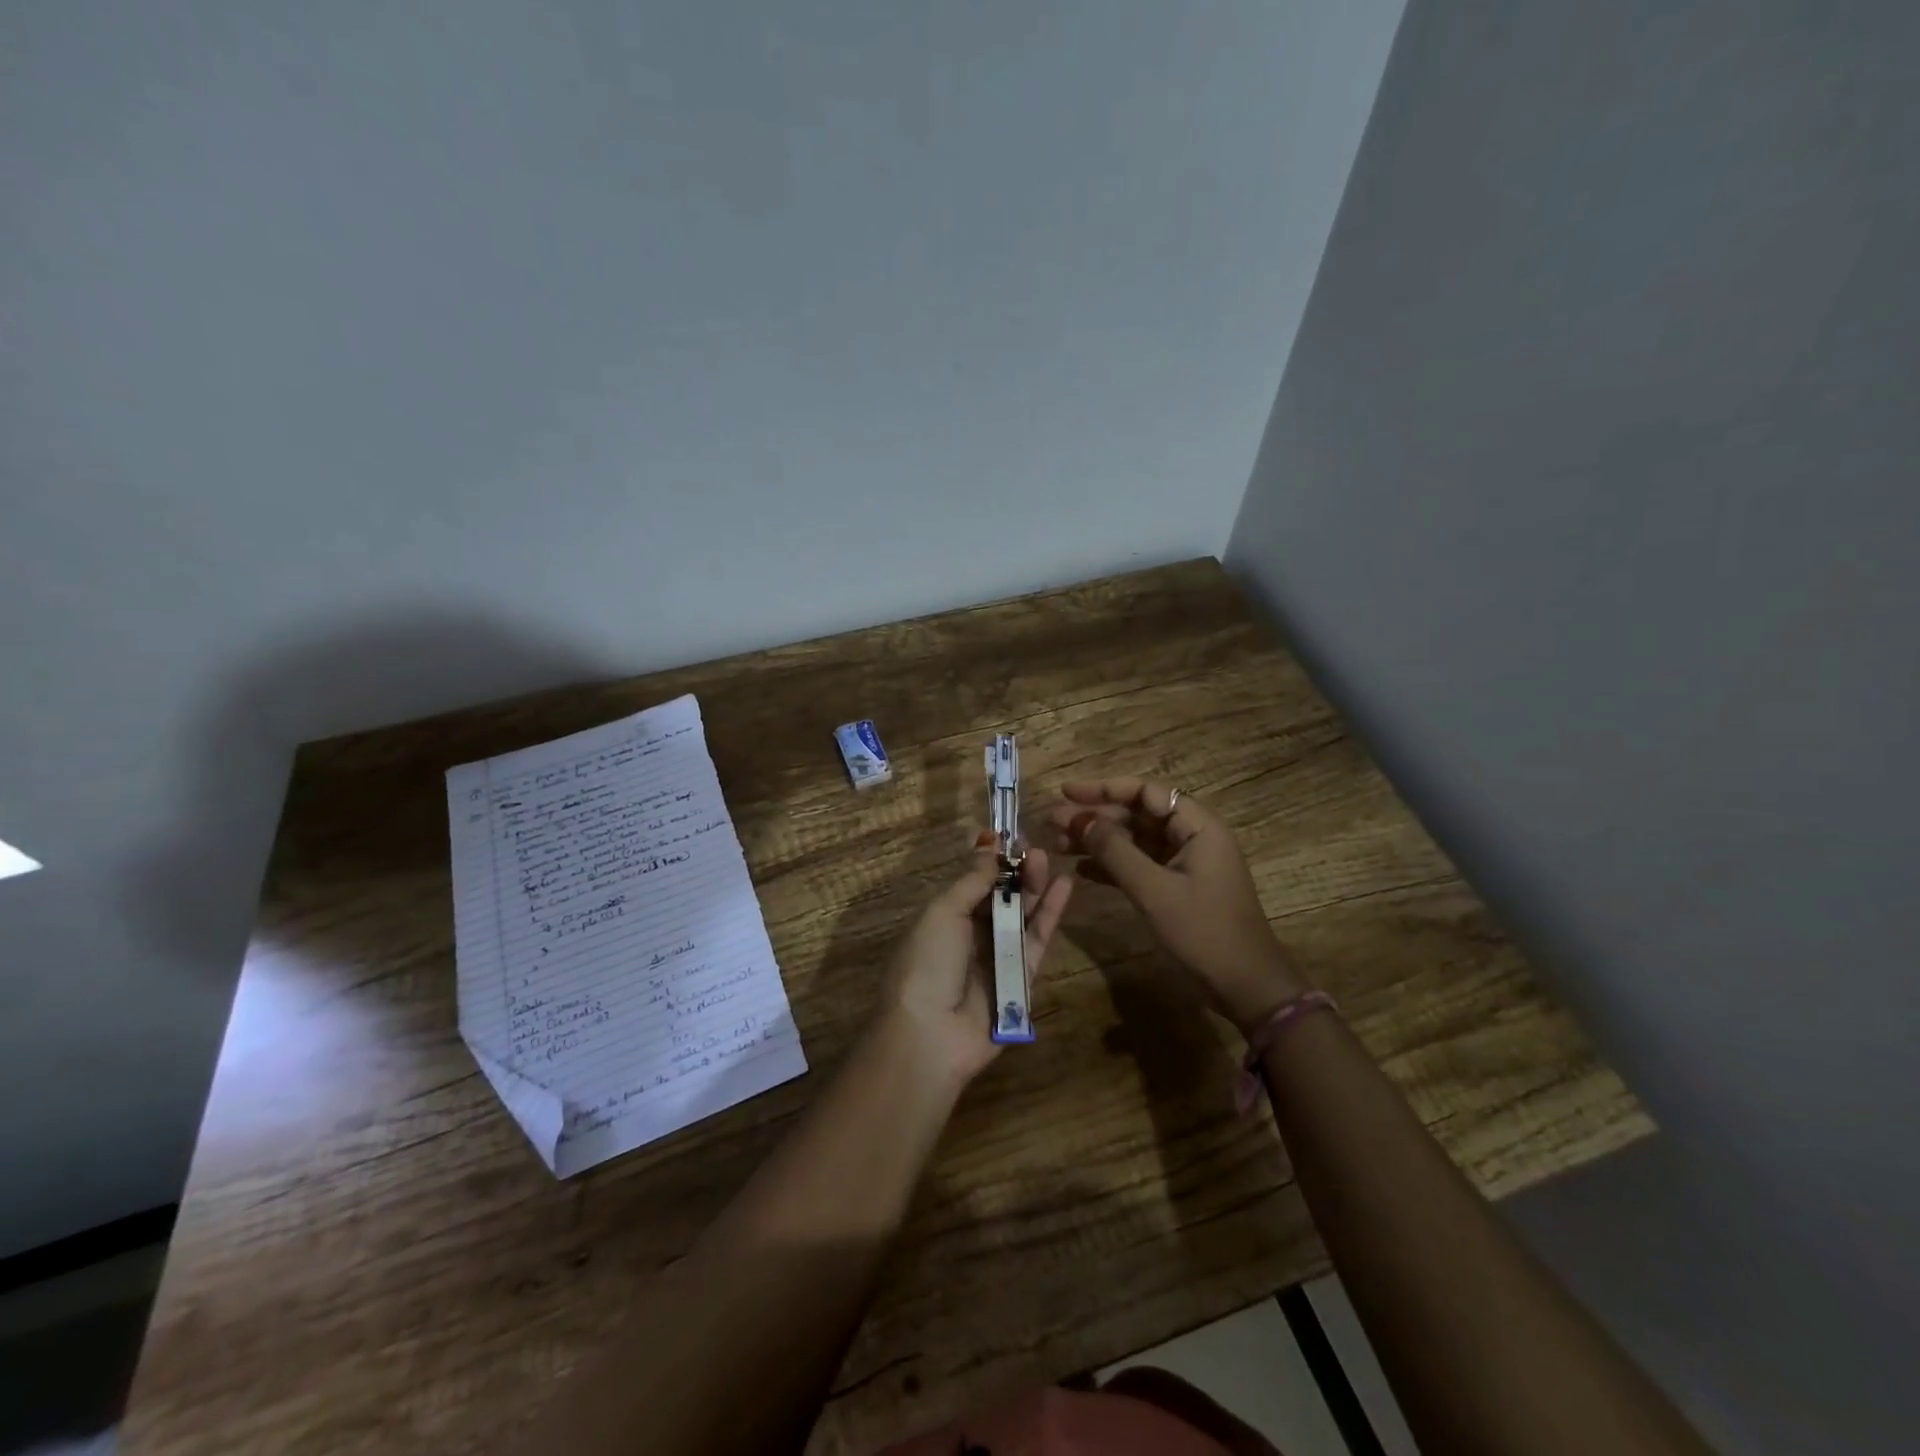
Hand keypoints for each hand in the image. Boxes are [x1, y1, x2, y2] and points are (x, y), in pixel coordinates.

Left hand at [875, 833, 1072, 1087]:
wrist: (931, 1034)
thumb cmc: (928, 962)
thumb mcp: (943, 912)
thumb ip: (972, 882)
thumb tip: (990, 849)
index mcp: (944, 919)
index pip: (973, 884)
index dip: (992, 863)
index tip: (1012, 838)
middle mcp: (970, 937)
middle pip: (1000, 899)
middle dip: (1016, 873)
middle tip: (1035, 849)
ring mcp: (997, 958)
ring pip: (1021, 917)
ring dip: (1034, 888)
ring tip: (1048, 860)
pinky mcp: (1022, 980)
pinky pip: (1038, 941)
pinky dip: (1051, 915)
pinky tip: (1064, 887)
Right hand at [1042, 778, 1307, 1033]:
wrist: (1246, 986)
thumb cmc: (1204, 931)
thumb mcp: (1154, 889)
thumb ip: (1114, 851)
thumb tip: (1079, 818)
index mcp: (1197, 826)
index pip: (1145, 792)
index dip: (1103, 789)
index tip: (1066, 793)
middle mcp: (1192, 836)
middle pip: (1137, 815)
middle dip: (1095, 818)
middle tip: (1052, 824)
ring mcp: (1185, 862)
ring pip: (1134, 840)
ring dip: (1098, 841)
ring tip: (1057, 844)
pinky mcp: (1178, 887)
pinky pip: (1139, 865)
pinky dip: (1111, 865)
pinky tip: (1080, 869)